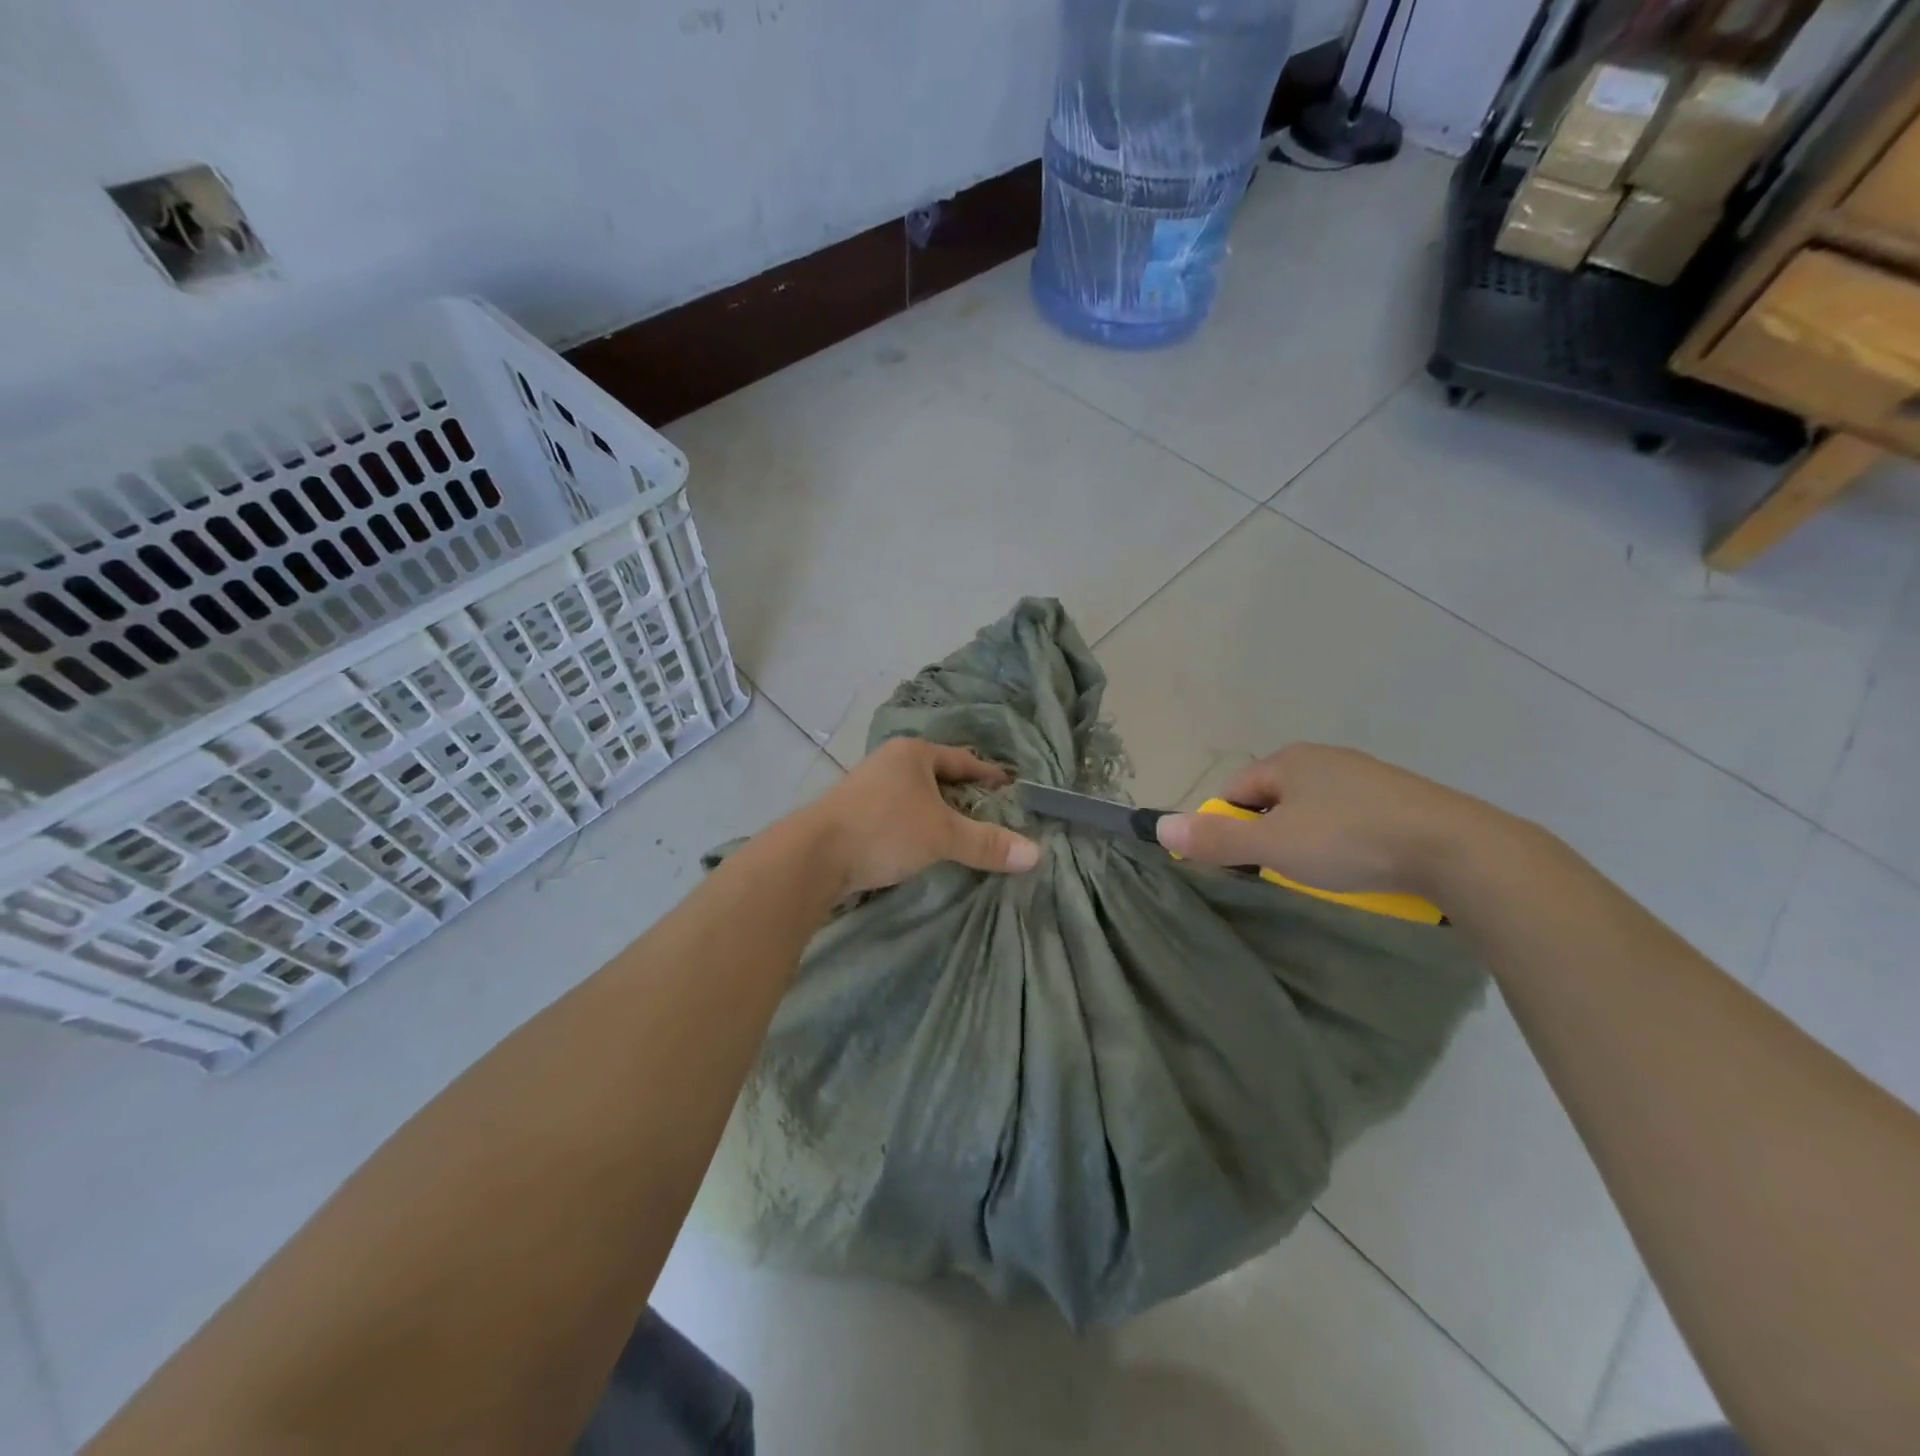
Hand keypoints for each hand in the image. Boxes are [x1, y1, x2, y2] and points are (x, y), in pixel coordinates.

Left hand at [798, 738, 1040, 895]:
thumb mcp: (942, 835)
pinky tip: (925, 846)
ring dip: (938, 814)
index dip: (990, 775)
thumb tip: (1036, 853)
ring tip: (963, 834)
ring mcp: (868, 787)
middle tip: (994, 816)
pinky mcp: (854, 814)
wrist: (814, 856)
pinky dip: (917, 827)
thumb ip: (986, 843)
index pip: (963, 760)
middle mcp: (890, 762)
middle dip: (964, 796)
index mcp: (913, 754)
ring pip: (916, 797)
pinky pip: (898, 815)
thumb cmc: (884, 830)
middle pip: (938, 777)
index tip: (1013, 789)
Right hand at [1153, 744, 1502, 897]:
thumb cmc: (1350, 841)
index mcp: (1288, 760)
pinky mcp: (1401, 799)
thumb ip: (1216, 837)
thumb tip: (1160, 826)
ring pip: (1314, 810)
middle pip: (1273, 800)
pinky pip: (1352, 819)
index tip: (1240, 865)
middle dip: (1268, 835)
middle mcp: (1324, 758)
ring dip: (1307, 839)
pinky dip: (1346, 841)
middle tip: (1280, 873)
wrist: (1457, 850)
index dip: (1227, 827)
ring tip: (1323, 875)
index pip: (1234, 791)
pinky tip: (1361, 865)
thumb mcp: (1273, 845)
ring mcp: (1367, 776)